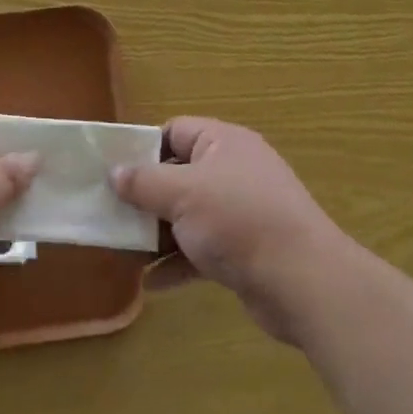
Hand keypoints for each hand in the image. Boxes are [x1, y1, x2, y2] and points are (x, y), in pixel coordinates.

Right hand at [109, 117, 351, 344]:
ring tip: (124, 251)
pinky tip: (152, 283)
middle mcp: (233, 171)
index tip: (112, 171)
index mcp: (223, 142)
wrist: (302, 280)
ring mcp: (241, 211)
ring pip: (188, 215)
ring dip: (158, 232)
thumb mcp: (182, 193)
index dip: (143, 147)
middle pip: (179, 174)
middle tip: (110, 213)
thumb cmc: (238, 220)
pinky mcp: (245, 250)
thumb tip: (114, 172)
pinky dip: (179, 262)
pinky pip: (202, 249)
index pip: (175, 131)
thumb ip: (143, 182)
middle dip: (145, 196)